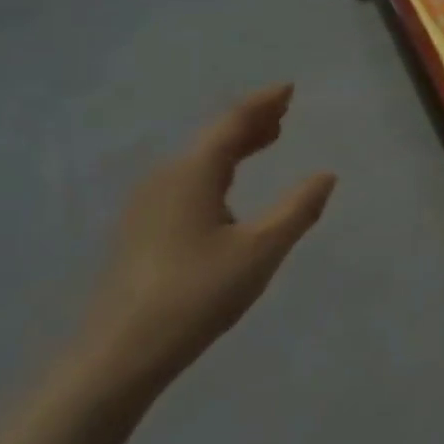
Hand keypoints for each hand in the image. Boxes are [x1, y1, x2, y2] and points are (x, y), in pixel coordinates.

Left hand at [78, 85, 335, 396]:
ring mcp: (147, 206)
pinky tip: (229, 188)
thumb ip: (298, 208)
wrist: (118, 355)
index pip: (232, 124)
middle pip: (213, 139)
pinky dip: (218, 169)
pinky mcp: (142, 230)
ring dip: (234, 146)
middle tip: (283, 111)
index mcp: (192, 175)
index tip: (289, 88)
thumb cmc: (196, 294)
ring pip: (199, 161)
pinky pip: (188, 181)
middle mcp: (165, 180)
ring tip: (266, 139)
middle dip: (250, 122)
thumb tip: (325, 175)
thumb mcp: (261, 250)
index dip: (263, 103)